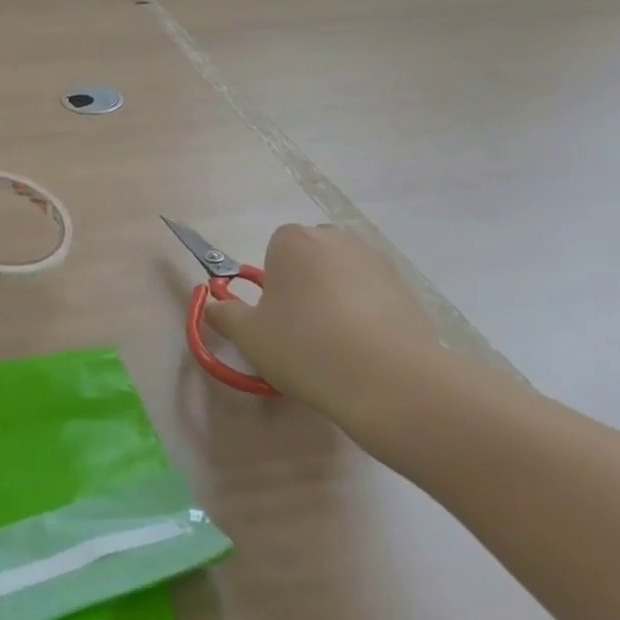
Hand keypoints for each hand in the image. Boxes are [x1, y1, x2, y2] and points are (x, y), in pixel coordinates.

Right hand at [205, 225, 456, 433]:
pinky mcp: (406, 288)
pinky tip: (365, 351)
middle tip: (302, 330)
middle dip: (305, 285)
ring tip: (337, 345)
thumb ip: (225, 316)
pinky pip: (373, 295)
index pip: (274, 249)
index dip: (273, 284)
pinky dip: (367, 315)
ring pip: (343, 276)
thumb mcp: (250, 336)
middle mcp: (335, 239)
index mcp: (293, 240)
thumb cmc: (306, 347)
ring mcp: (375, 261)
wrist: (389, 380)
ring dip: (336, 299)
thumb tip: (213, 306)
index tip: (277, 318)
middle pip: (310, 258)